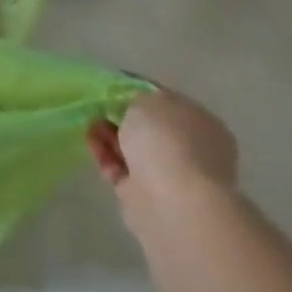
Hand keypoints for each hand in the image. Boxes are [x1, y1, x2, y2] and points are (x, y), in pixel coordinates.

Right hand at [87, 89, 238, 229]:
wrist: (172, 201)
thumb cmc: (167, 141)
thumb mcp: (147, 100)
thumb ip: (137, 98)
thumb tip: (131, 105)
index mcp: (202, 123)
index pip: (167, 103)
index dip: (138, 94)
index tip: (112, 90)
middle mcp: (192, 150)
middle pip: (149, 128)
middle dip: (120, 117)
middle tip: (97, 108)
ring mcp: (170, 175)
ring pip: (133, 149)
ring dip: (109, 135)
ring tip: (89, 123)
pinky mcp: (145, 195)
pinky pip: (120, 169)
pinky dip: (104, 154)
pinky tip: (90, 141)